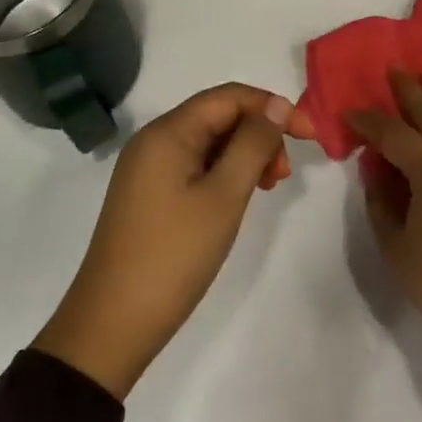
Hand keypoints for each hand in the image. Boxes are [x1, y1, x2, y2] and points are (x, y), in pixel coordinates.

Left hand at [33, 83, 315, 399]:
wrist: (112, 324)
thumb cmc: (174, 255)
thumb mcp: (224, 196)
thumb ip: (253, 144)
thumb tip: (276, 104)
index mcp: (168, 132)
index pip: (230, 97)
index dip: (273, 107)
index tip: (310, 136)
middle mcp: (154, 140)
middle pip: (218, 116)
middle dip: (259, 134)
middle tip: (283, 176)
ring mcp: (147, 168)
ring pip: (208, 142)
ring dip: (244, 155)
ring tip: (267, 188)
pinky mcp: (148, 194)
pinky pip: (194, 165)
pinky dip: (223, 173)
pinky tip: (238, 198)